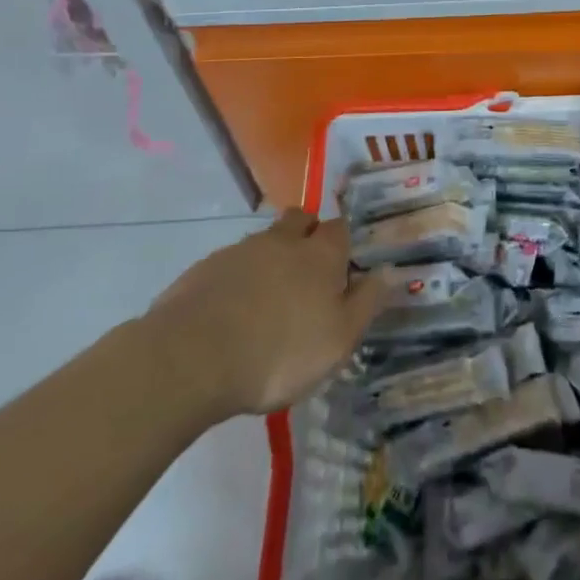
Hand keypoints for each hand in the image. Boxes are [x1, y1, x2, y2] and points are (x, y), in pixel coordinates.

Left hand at [141, 210, 387, 421]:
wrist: (190, 359)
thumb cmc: (279, 353)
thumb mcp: (338, 340)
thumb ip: (366, 303)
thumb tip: (389, 272)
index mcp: (320, 254)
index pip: (340, 228)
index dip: (344, 242)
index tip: (344, 264)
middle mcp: (282, 242)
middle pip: (300, 220)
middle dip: (306, 234)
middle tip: (307, 270)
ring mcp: (239, 252)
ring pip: (264, 241)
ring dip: (270, 258)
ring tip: (267, 298)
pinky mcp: (203, 270)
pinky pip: (230, 265)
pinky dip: (237, 280)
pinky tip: (232, 312)